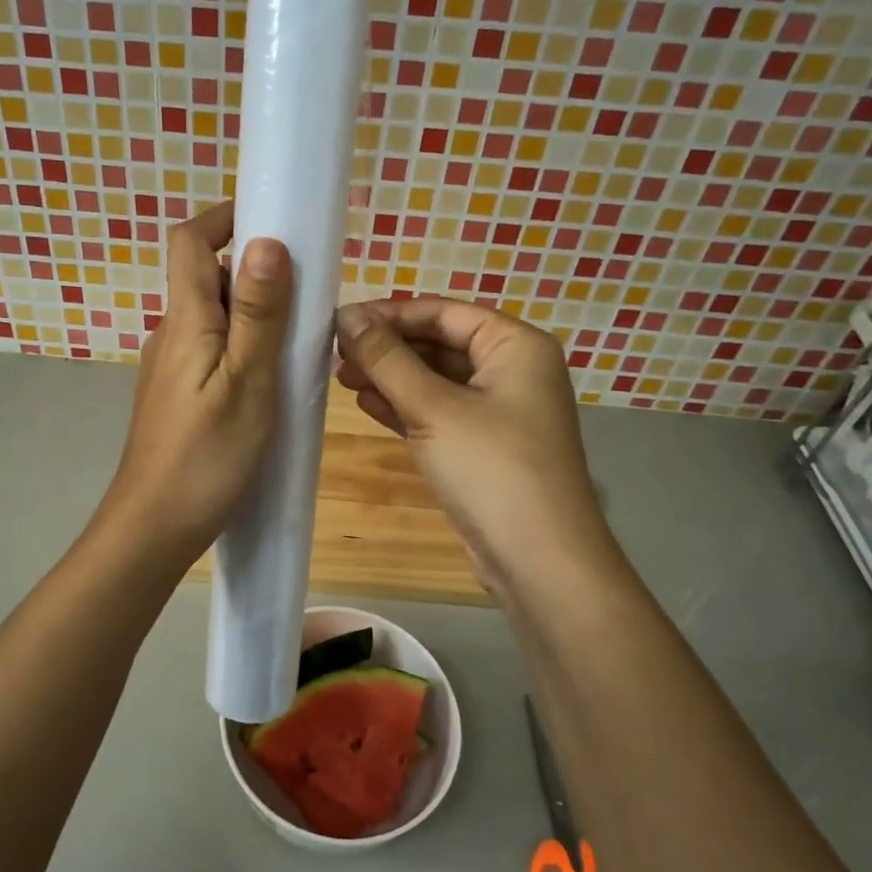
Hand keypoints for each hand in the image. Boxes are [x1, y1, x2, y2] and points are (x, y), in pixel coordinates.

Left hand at [104, 202, 291, 560]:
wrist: (155, 526)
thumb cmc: (207, 456)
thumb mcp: (247, 382)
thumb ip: (258, 314)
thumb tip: (266, 241)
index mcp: (185, 321)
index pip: (190, 241)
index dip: (225, 217)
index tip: (273, 219)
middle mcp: (171, 334)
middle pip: (207, 278)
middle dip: (255, 271)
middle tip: (307, 293)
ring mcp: (170, 367)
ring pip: (213, 319)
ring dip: (254, 314)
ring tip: (299, 342)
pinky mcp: (177, 396)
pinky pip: (212, 352)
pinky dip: (242, 348)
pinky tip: (271, 382)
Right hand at [334, 297, 603, 590]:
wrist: (538, 559)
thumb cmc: (491, 468)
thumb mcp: (434, 408)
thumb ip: (387, 359)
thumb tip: (347, 315)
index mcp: (516, 346)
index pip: (443, 312)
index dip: (389, 313)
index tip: (340, 321)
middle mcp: (512, 370)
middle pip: (439, 344)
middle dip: (387, 348)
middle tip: (334, 354)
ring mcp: (499, 411)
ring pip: (435, 380)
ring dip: (390, 377)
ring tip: (340, 378)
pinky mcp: (483, 446)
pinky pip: (439, 413)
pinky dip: (404, 407)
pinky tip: (366, 404)